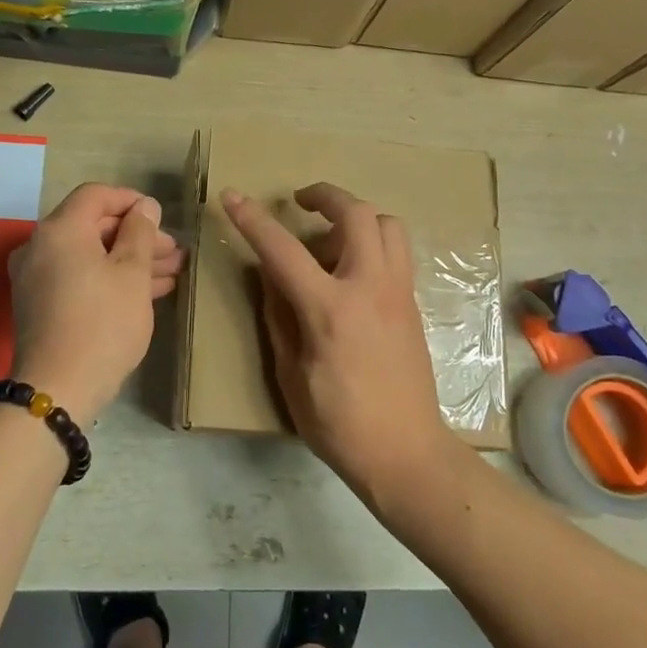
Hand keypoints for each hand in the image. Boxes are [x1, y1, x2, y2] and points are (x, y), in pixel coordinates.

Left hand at [8, 184, 182, 417]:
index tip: (160, 216)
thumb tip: (144, 206)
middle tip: (173, 251)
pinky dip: (109, 278)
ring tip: (171, 272)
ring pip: (89, 255)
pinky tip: (147, 291)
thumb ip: (140, 232)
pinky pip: (78, 277)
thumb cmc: (103, 322)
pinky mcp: (40, 305)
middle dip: (136, 236)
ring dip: (128, 260)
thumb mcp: (131, 273)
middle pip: (93, 226)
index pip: (95, 195)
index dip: (130, 200)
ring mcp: (36, 278)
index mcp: (60, 230)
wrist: (59, 389)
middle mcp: (40, 247)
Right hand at [221, 183, 455, 504]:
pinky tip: (353, 268)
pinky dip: (374, 241)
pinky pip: (397, 251)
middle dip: (325, 195)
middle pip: (356, 213)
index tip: (232, 196)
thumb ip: (279, 316)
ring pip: (388, 224)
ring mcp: (398, 293)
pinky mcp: (413, 304)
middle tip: (301, 201)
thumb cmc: (339, 423)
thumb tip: (270, 275)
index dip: (252, 220)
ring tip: (332, 237)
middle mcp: (370, 288)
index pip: (283, 250)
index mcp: (330, 310)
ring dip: (357, 215)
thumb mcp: (291, 374)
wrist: (406, 453)